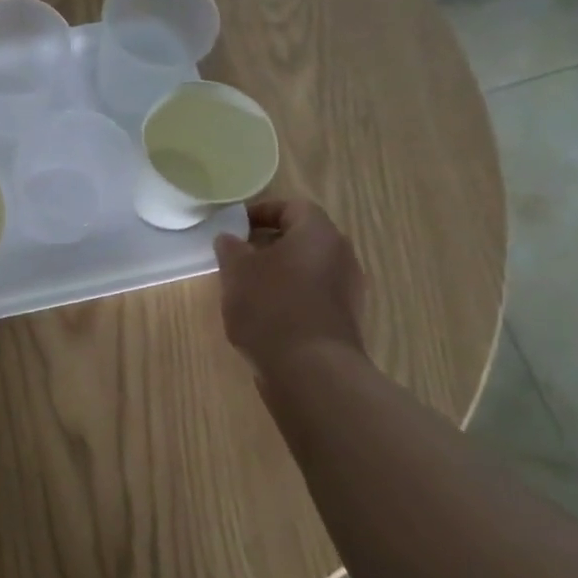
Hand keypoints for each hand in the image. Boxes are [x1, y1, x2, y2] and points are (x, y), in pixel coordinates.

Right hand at [214, 199, 367, 381]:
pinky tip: (265, 314)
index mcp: (318, 233)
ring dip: (279, 271)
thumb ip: (231, 248)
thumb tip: (229, 238)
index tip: (234, 227)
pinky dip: (290, 295)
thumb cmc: (270, 307)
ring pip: (308, 267)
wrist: (310, 370)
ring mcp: (348, 289)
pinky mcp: (344, 319)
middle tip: (237, 256)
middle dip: (268, 243)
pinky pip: (314, 294)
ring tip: (246, 287)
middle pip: (303, 237)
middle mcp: (341, 255)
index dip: (261, 212)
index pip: (292, 206)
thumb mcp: (236, 272)